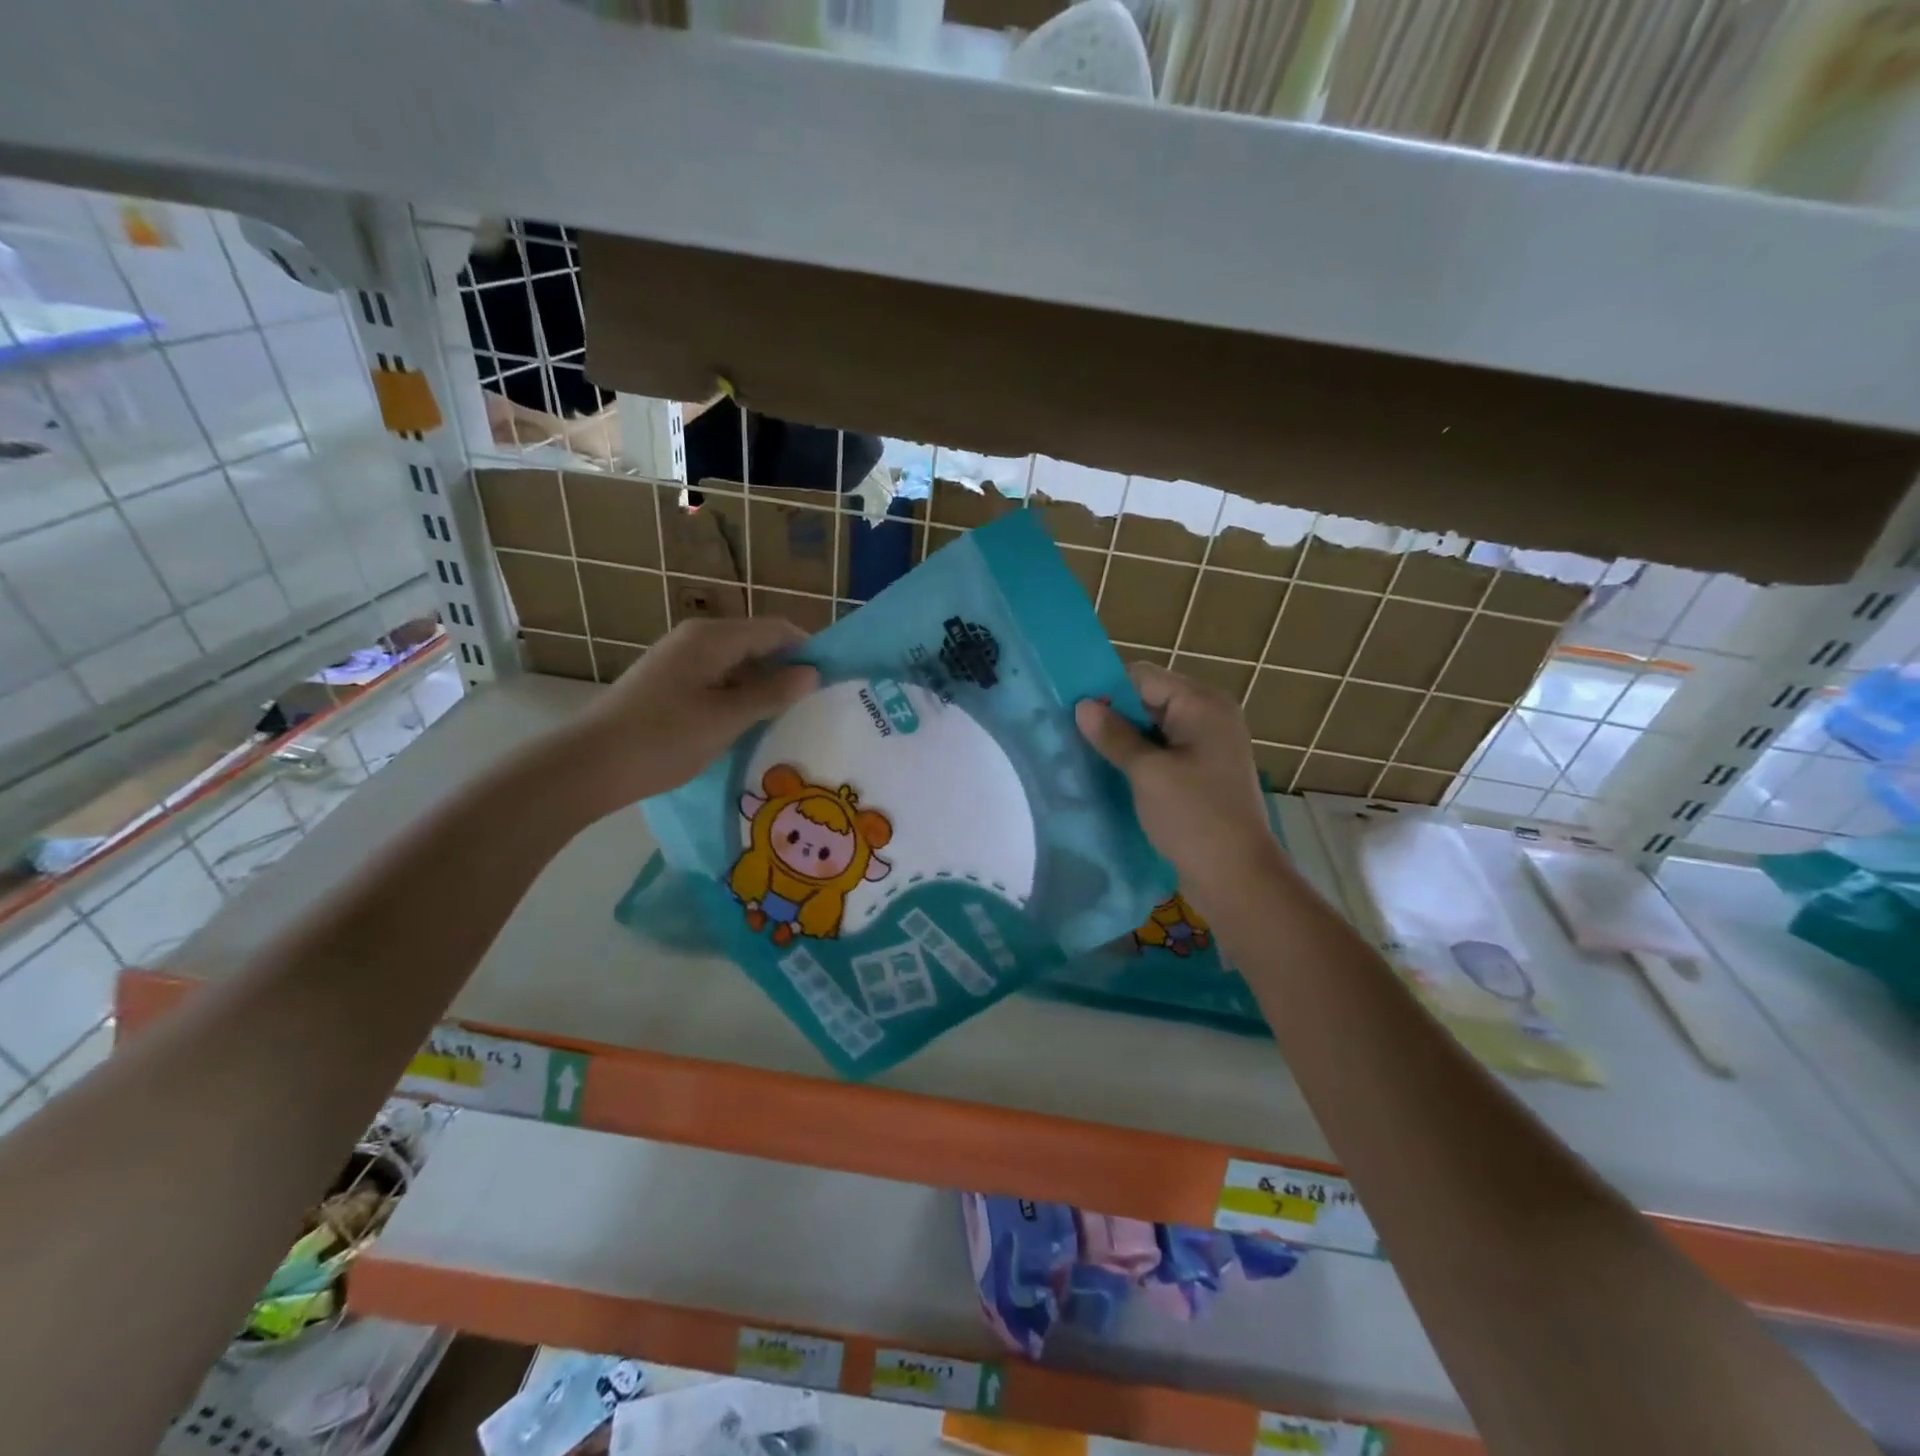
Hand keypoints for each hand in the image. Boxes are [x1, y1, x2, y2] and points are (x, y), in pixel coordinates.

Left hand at [565, 617, 818, 816]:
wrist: (589, 765)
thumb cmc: (663, 738)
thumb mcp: (726, 718)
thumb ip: (771, 693)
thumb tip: (811, 673)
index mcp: (712, 637)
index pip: (775, 629)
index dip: (807, 648)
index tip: (834, 677)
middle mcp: (696, 639)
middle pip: (756, 643)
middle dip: (787, 669)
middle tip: (816, 702)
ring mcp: (678, 660)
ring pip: (736, 664)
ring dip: (763, 685)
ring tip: (790, 716)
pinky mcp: (667, 683)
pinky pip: (717, 679)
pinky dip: (738, 695)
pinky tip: (749, 723)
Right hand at [1076, 663, 1281, 911]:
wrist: (1236, 876)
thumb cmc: (1194, 817)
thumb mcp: (1148, 773)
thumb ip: (1114, 735)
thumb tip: (1082, 705)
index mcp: (1202, 704)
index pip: (1143, 677)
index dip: (1107, 691)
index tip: (1072, 712)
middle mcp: (1209, 716)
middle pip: (1149, 700)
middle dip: (1113, 716)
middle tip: (1072, 735)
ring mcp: (1208, 745)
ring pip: (1153, 729)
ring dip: (1123, 740)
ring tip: (1086, 755)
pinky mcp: (1202, 772)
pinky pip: (1163, 752)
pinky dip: (1139, 759)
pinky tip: (1111, 774)